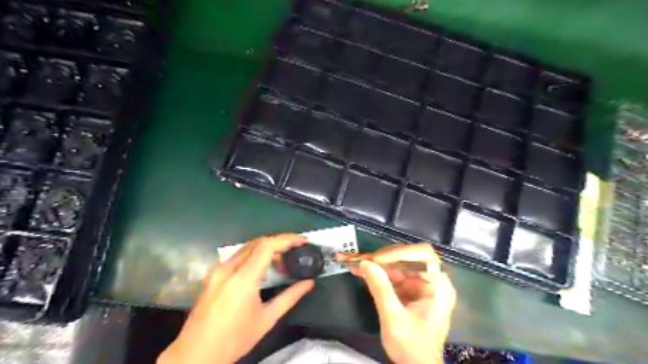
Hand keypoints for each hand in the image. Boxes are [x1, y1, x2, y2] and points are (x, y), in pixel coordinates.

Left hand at [159, 233, 316, 363]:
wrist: (195, 354)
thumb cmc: (235, 339)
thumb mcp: (267, 319)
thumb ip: (290, 297)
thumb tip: (309, 283)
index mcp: (243, 278)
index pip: (267, 246)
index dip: (287, 239)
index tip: (302, 240)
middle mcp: (229, 268)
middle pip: (257, 242)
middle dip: (278, 242)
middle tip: (294, 250)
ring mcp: (218, 270)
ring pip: (247, 247)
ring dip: (266, 248)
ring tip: (280, 260)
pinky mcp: (213, 275)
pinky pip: (237, 256)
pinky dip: (253, 255)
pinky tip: (261, 269)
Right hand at [340, 245, 454, 362]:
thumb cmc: (411, 348)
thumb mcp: (393, 319)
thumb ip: (380, 289)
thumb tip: (365, 263)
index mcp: (438, 287)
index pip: (422, 257)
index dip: (398, 254)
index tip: (375, 259)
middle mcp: (433, 280)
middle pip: (408, 258)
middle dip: (384, 257)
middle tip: (362, 258)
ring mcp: (421, 284)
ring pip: (398, 264)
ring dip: (377, 263)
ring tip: (356, 261)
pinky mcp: (411, 289)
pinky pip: (394, 274)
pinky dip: (378, 272)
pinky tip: (363, 270)